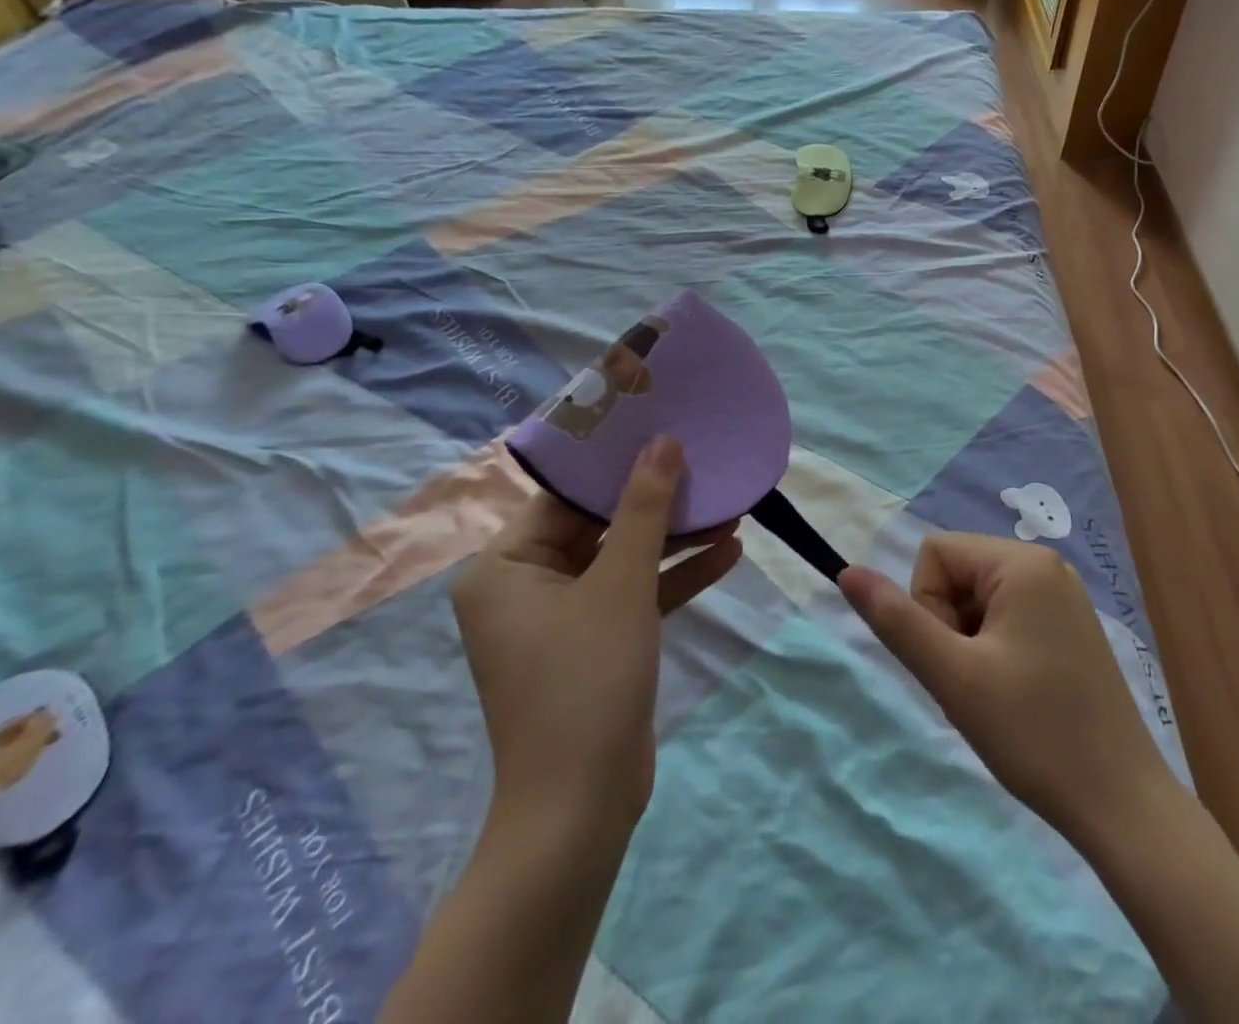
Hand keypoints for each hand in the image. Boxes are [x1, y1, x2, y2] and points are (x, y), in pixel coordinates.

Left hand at [451, 437, 741, 836]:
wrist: (582, 807)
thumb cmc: (587, 680)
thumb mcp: (622, 584)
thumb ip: (644, 509)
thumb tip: (662, 441)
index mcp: (506, 566)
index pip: (564, 496)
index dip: (614, 462)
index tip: (661, 429)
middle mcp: (527, 585)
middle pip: (599, 525)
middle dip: (658, 503)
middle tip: (704, 464)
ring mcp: (563, 617)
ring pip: (624, 559)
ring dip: (676, 539)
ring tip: (732, 507)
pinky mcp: (597, 642)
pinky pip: (636, 594)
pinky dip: (676, 577)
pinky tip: (729, 552)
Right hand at [839, 533, 1172, 851]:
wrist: (1121, 804)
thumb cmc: (1034, 733)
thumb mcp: (953, 677)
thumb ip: (897, 621)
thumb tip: (847, 571)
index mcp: (1021, 563)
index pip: (935, 554)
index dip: (927, 606)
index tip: (954, 660)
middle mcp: (1046, 565)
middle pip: (958, 573)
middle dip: (948, 625)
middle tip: (974, 684)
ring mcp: (1063, 595)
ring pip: (979, 599)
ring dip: (968, 642)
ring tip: (994, 694)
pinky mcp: (1071, 626)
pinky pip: (1008, 616)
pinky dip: (993, 650)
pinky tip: (1014, 695)